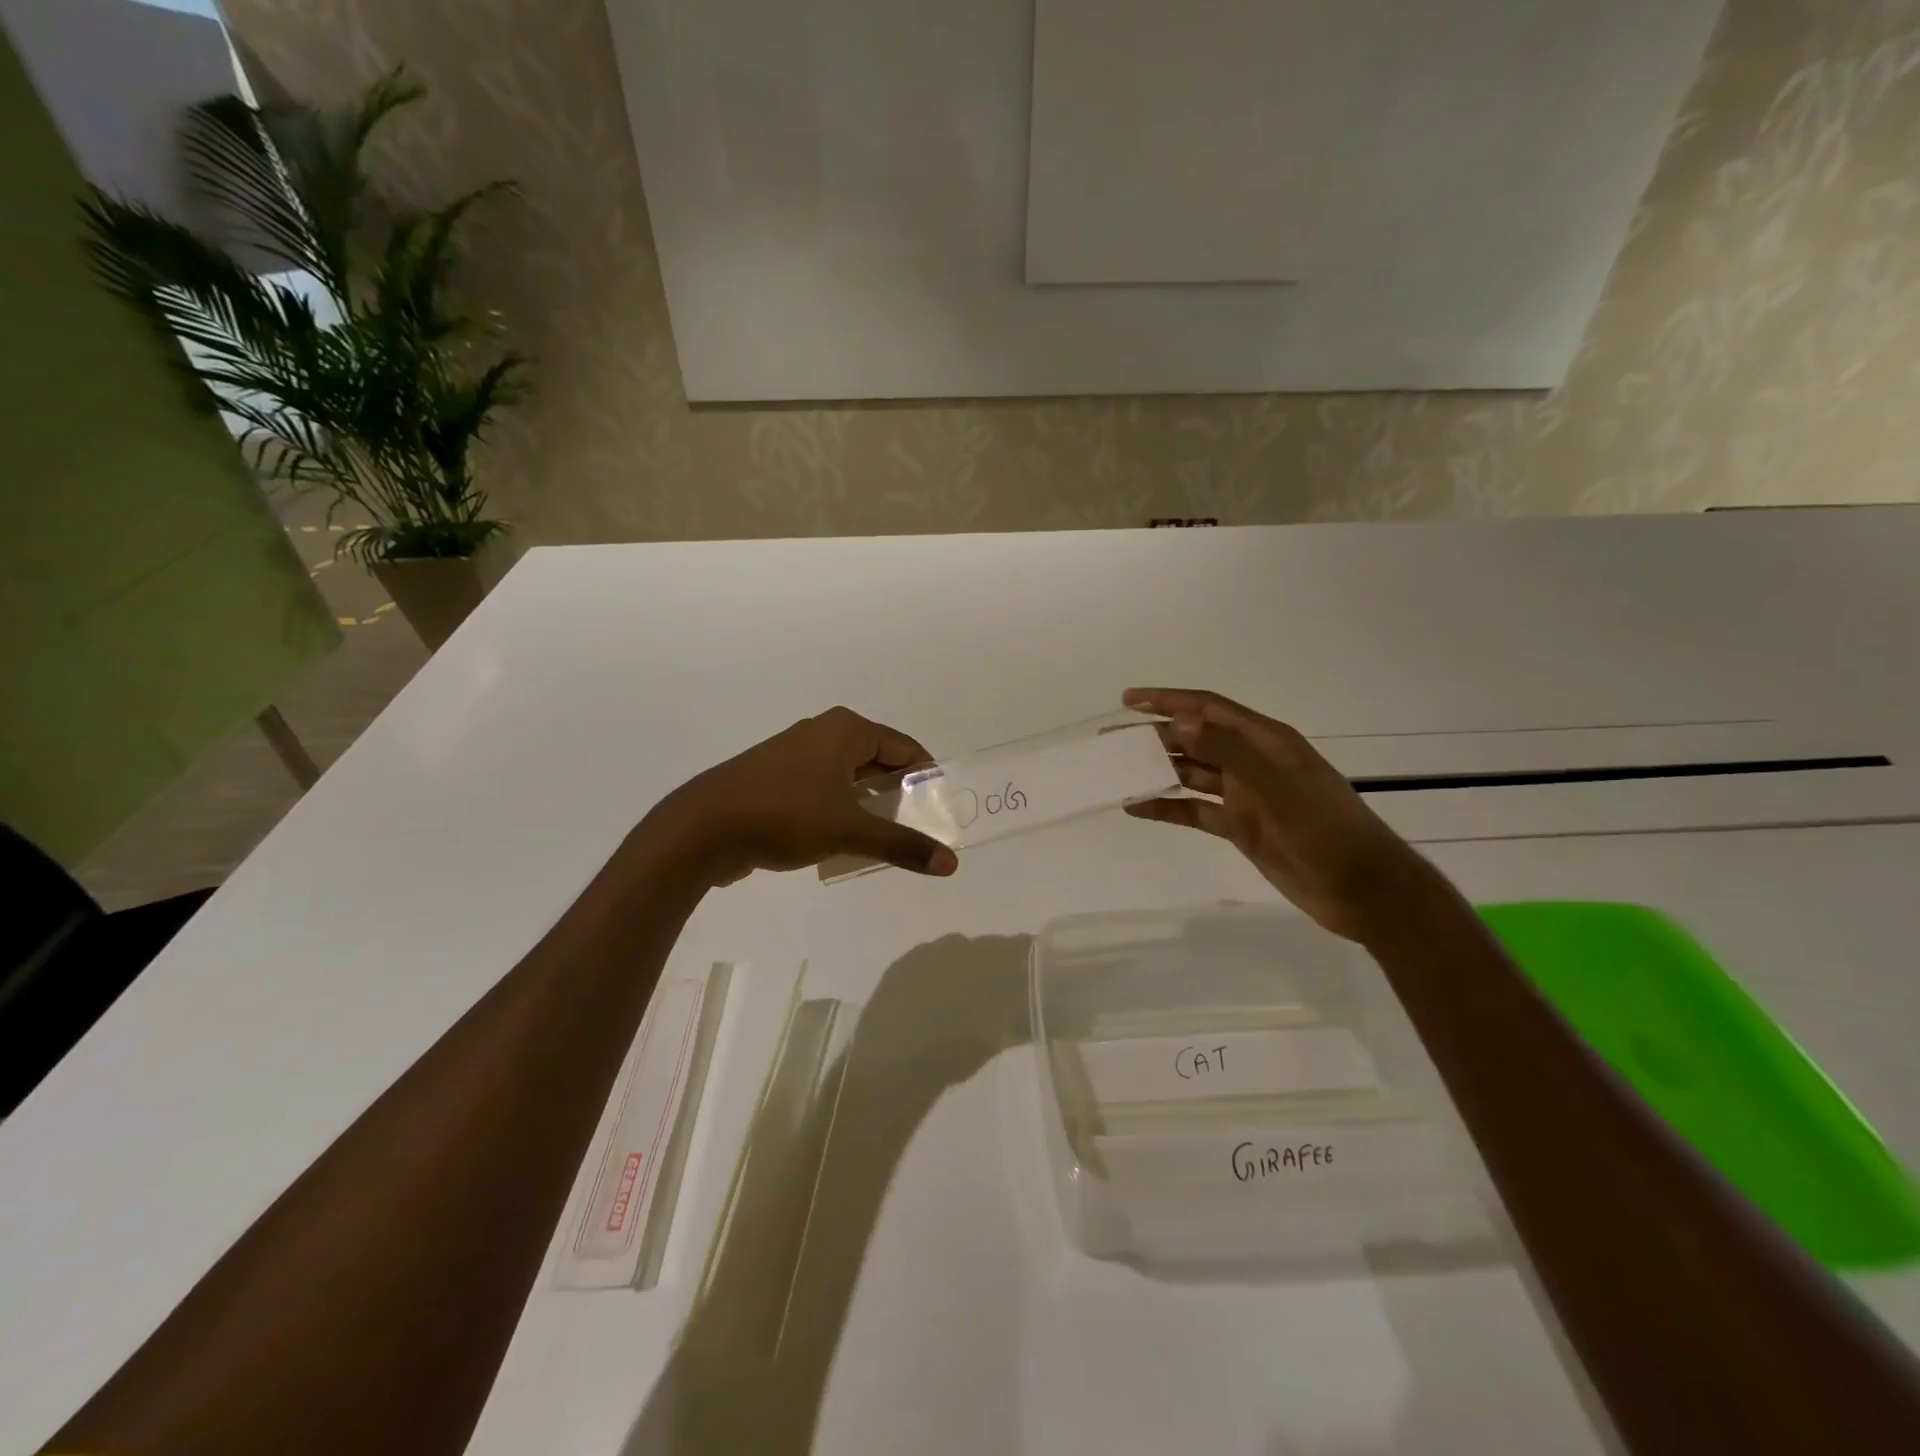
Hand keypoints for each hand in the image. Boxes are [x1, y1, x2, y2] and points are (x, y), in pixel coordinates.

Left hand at [647, 706, 958, 886]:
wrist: (703, 829)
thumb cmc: (784, 815)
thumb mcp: (850, 831)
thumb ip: (902, 845)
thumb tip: (950, 863)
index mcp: (846, 730)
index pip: (906, 748)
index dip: (927, 779)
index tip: (939, 813)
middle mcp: (824, 733)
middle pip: (879, 761)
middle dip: (899, 795)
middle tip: (917, 831)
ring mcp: (797, 755)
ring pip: (850, 778)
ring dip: (869, 806)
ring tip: (885, 841)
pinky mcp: (777, 779)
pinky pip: (825, 790)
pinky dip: (841, 811)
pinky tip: (843, 843)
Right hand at [1122, 688, 1436, 939]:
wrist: (1362, 889)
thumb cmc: (1325, 830)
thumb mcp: (1277, 786)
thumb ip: (1229, 752)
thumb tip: (1180, 721)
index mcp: (1266, 741)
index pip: (1209, 708)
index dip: (1168, 700)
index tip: (1128, 699)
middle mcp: (1251, 761)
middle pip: (1194, 739)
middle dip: (1153, 735)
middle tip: (1111, 739)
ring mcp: (1245, 795)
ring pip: (1191, 774)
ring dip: (1156, 770)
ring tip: (1116, 770)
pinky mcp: (1240, 826)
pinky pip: (1194, 810)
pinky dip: (1167, 807)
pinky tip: (1137, 807)